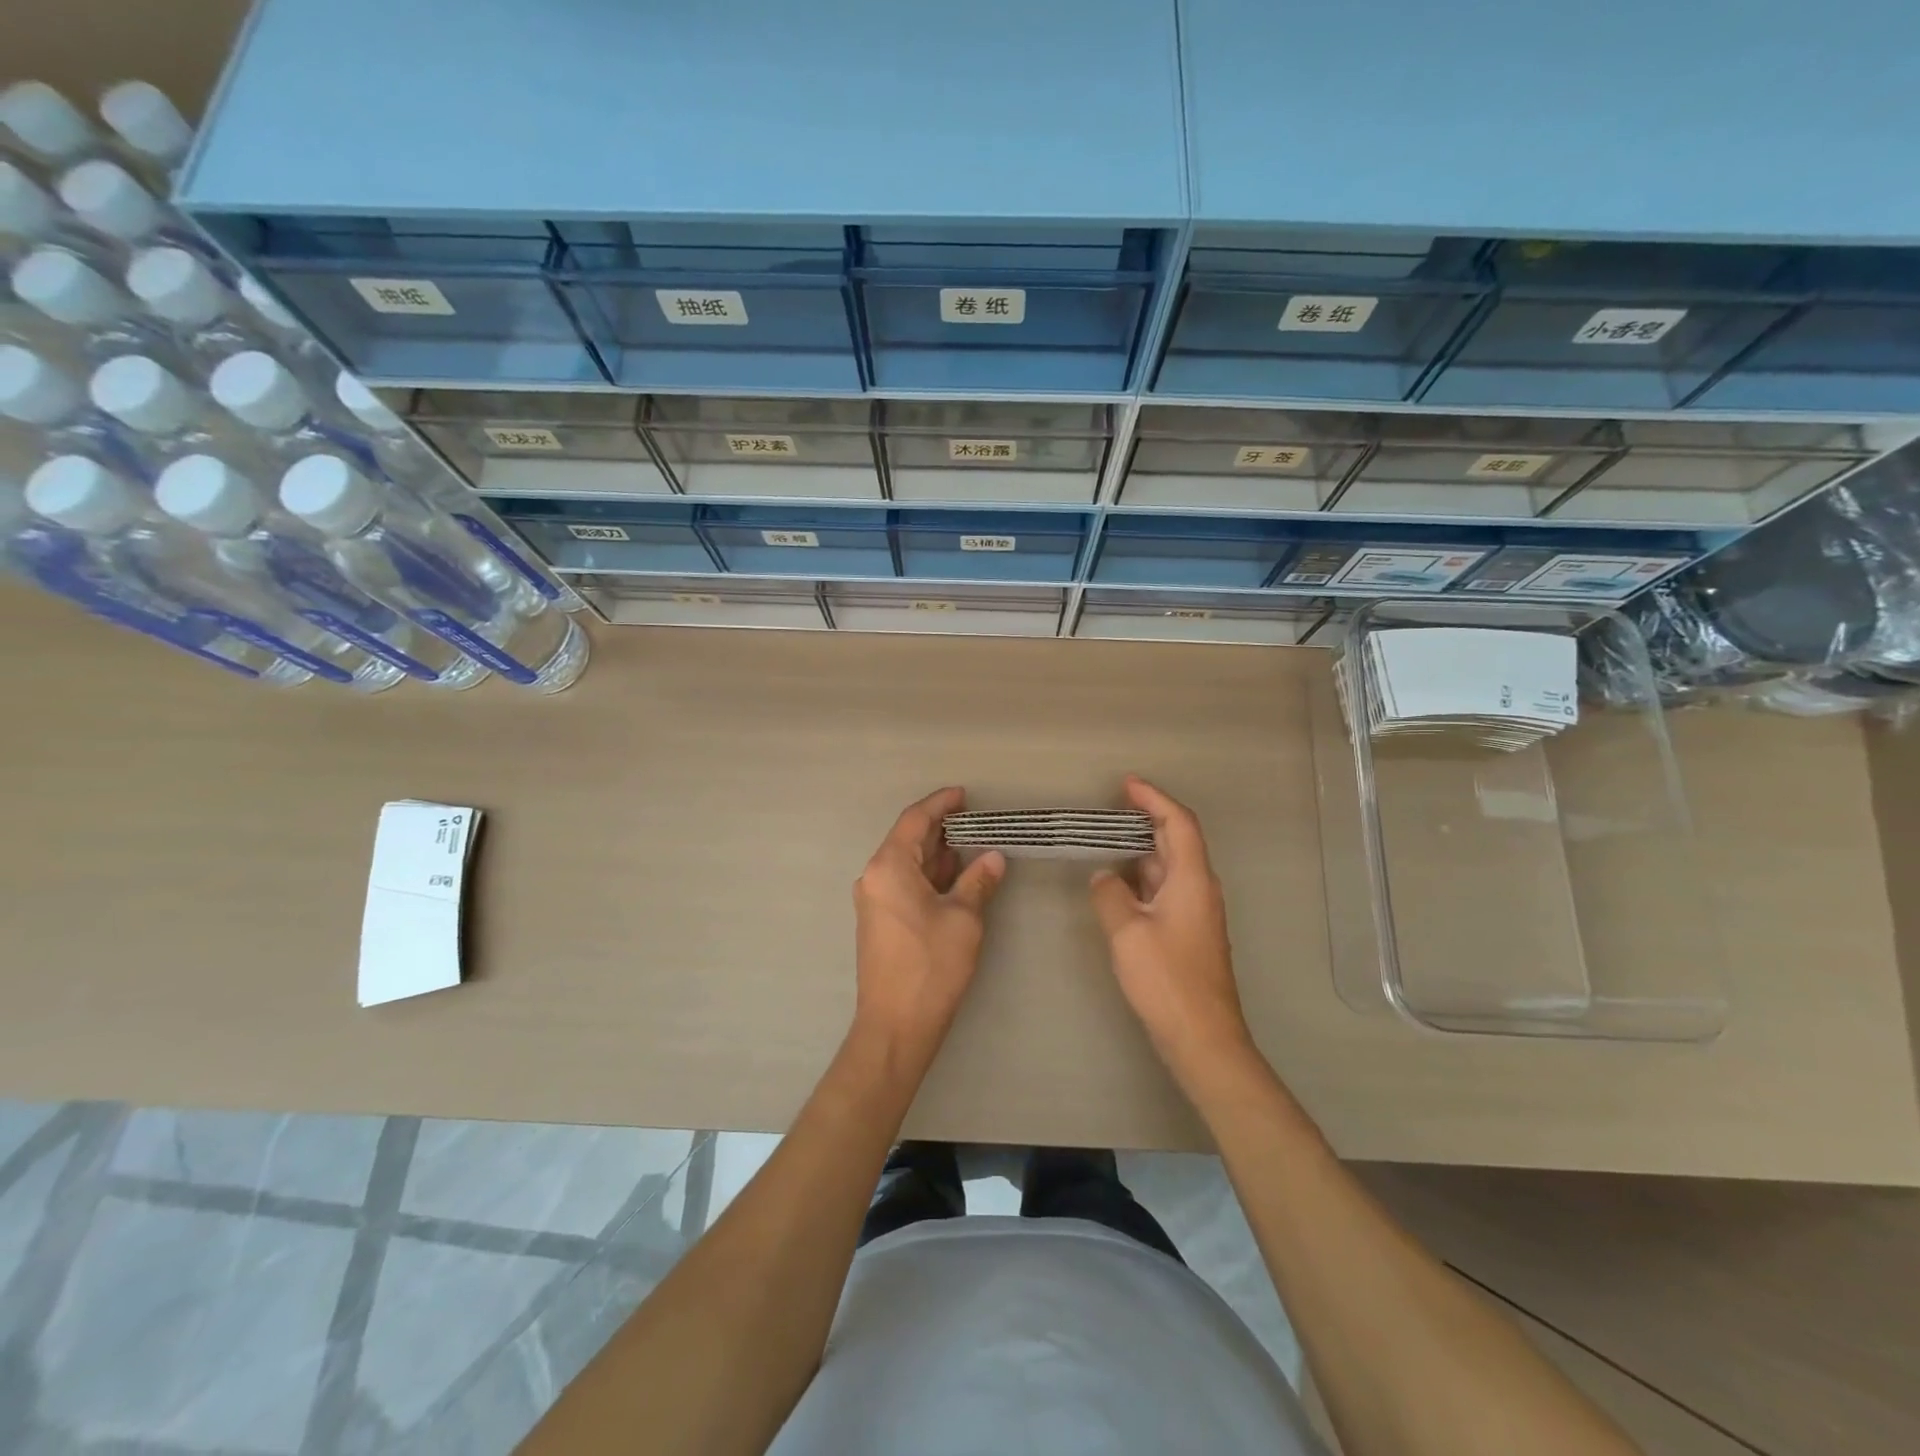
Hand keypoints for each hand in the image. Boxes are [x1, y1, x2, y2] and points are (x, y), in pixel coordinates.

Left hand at [851, 788, 1005, 1074]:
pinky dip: (929, 875)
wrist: (895, 1025)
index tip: (963, 794)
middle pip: (908, 840)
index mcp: (888, 867)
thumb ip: (977, 882)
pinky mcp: (880, 921)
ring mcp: (874, 900)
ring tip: (971, 843)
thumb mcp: (963, 919)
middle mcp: (874, 877)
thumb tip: (993, 857)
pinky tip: (954, 877)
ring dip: (937, 853)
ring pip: (907, 863)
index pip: (914, 820)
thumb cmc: (930, 966)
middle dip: (941, 828)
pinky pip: (904, 883)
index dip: (940, 804)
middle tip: (975, 819)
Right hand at [1090, 776, 1253, 1084]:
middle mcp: (1199, 889)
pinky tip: (1118, 885)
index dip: (1154, 799)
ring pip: (1169, 867)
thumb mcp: (1127, 932)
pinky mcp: (1188, 934)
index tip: (1127, 785)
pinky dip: (1142, 878)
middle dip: (1146, 820)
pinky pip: (1164, 890)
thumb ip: (1110, 895)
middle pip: (1177, 841)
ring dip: (1142, 850)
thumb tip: (1104, 876)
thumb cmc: (1167, 979)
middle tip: (1111, 809)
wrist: (1202, 1037)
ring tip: (1107, 841)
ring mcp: (1196, 913)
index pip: (1179, 823)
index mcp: (1192, 880)